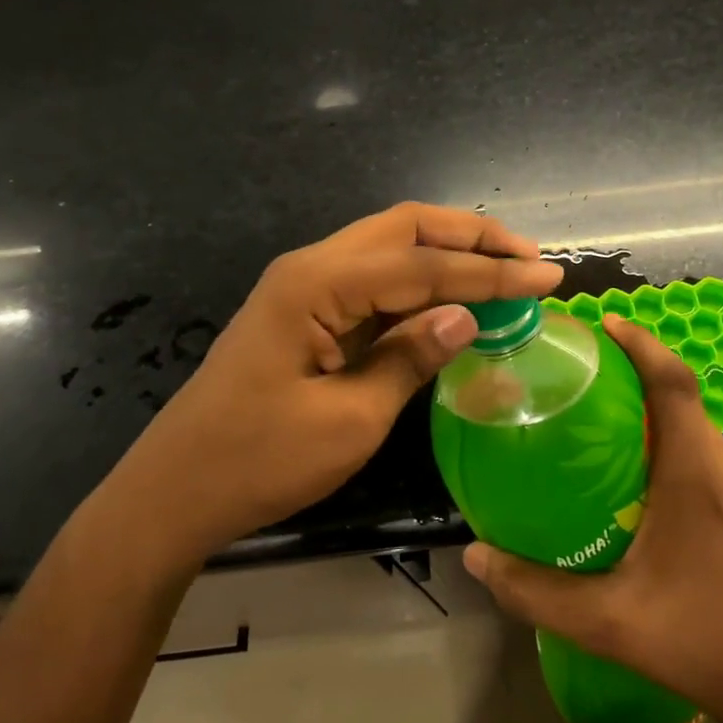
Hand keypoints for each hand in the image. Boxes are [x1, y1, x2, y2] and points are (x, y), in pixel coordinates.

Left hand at [128, 203, 562, 560]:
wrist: (175, 493)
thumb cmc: (259, 462)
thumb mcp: (350, 419)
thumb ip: (411, 357)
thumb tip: (467, 316)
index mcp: (318, 284)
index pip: (423, 265)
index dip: (491, 271)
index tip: (547, 276)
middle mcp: (312, 267)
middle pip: (405, 228)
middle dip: (471, 236)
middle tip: (528, 256)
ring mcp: (306, 286)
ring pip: (390, 247)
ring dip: (448, 253)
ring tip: (505, 267)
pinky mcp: (306, 312)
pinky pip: (374, 281)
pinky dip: (420, 283)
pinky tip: (454, 298)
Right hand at [463, 314, 722, 722]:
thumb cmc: (700, 642)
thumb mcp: (607, 620)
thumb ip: (535, 589)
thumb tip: (474, 556)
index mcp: (697, 471)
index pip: (673, 381)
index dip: (641, 343)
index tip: (607, 324)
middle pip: (684, 405)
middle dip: (640, 390)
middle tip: (591, 400)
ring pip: (702, 438)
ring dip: (663, 431)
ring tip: (619, 453)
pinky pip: (720, 466)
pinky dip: (687, 461)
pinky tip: (663, 504)